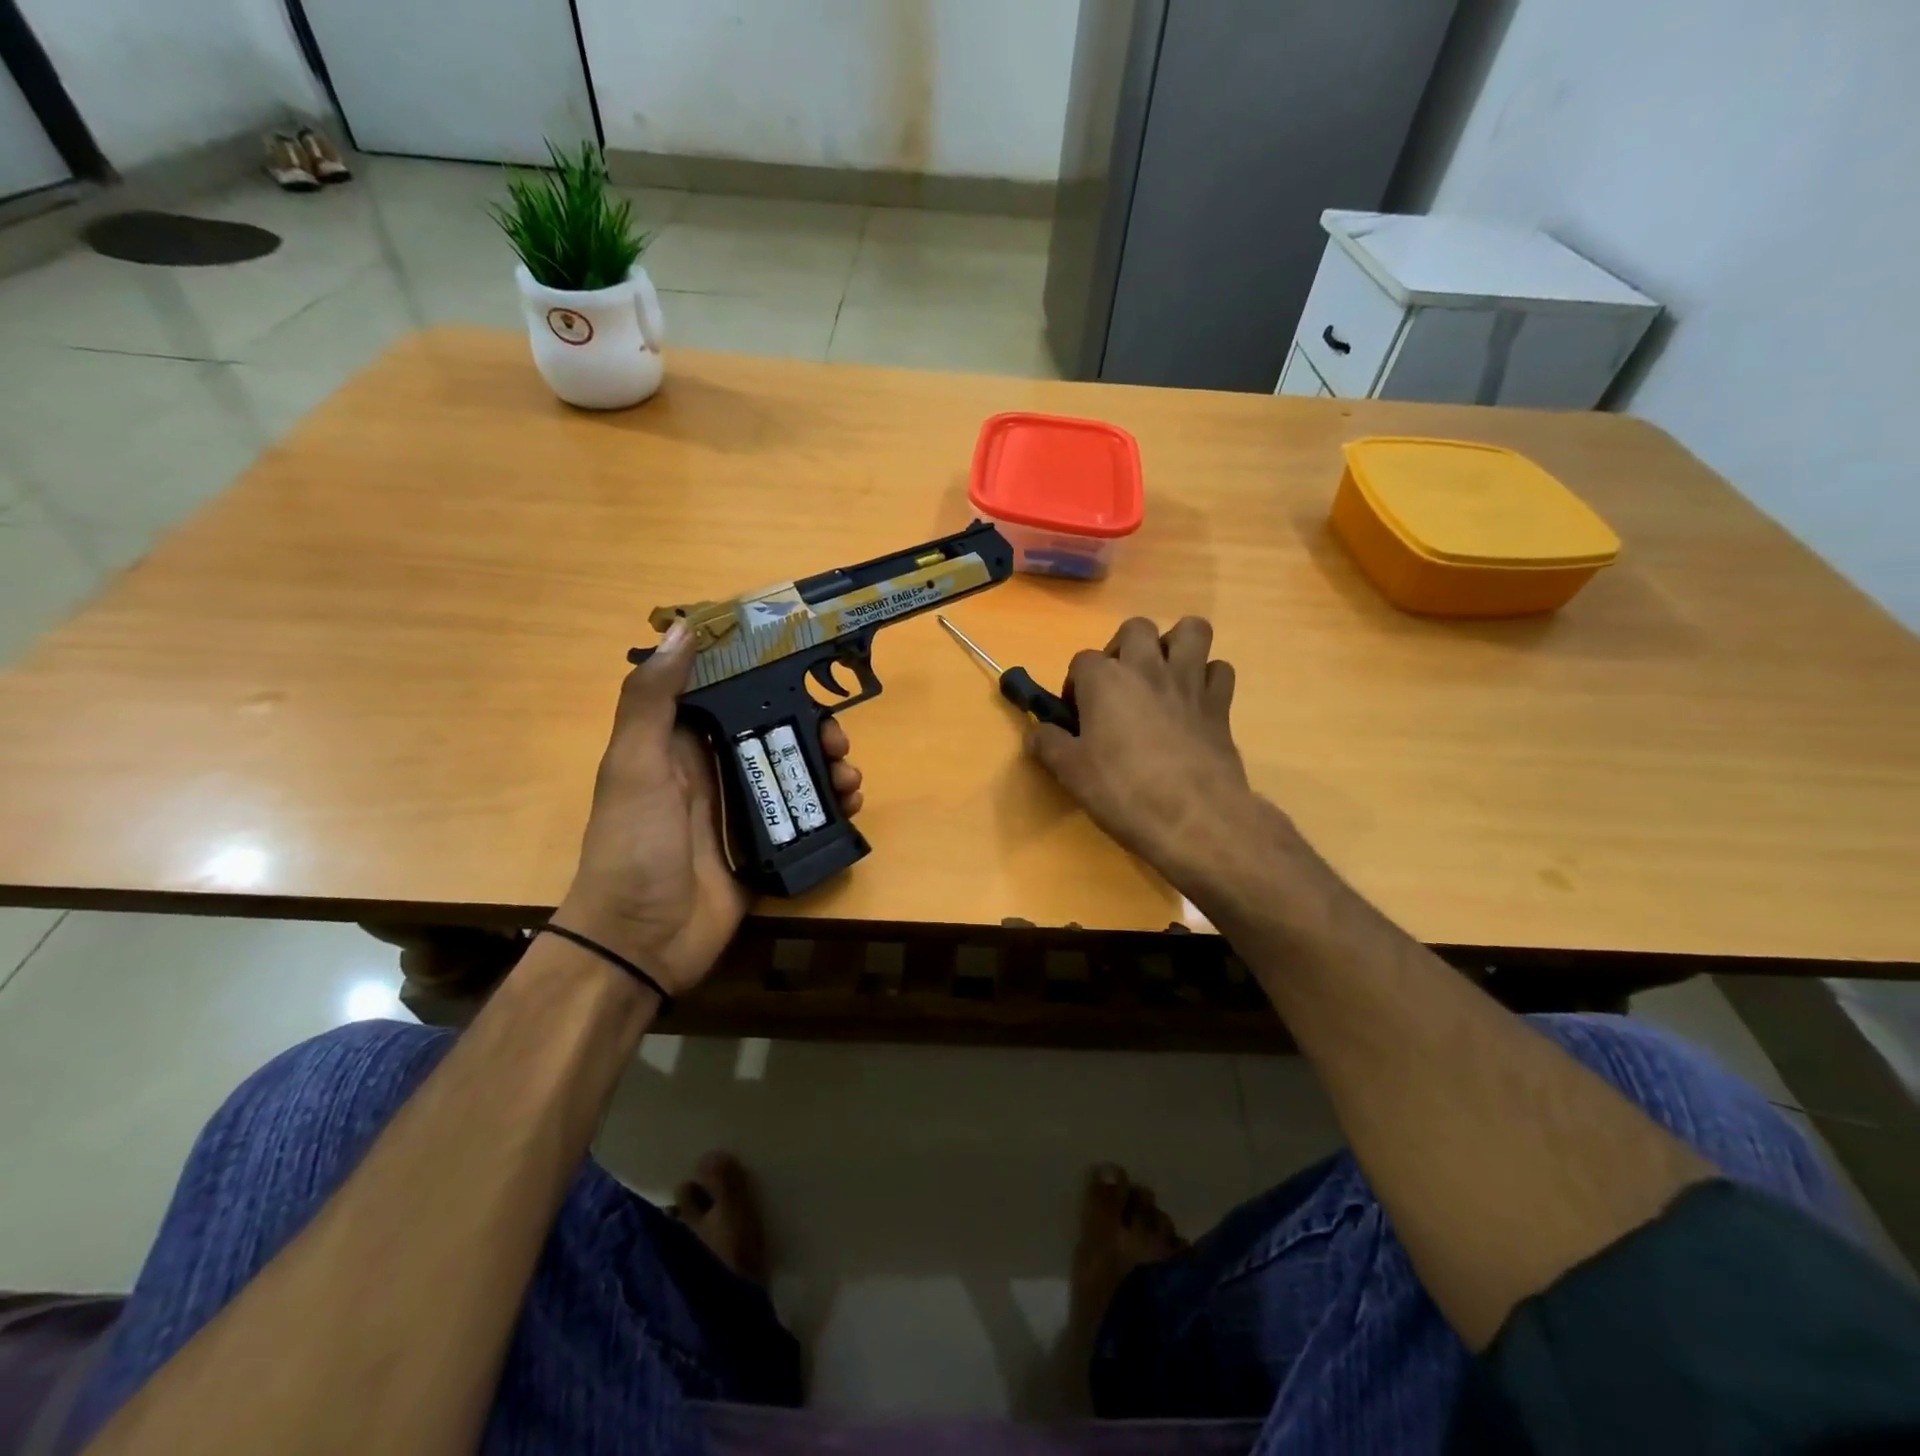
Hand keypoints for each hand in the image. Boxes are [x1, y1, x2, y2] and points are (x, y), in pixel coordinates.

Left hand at [556, 622, 863, 995]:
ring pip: (793, 771)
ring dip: (826, 767)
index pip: (728, 696)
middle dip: (811, 728)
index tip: (804, 667)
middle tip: (839, 739)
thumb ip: (653, 699)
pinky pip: (803, 815)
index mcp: (678, 744)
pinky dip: (830, 806)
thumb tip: (684, 627)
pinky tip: (850, 806)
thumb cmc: (635, 845)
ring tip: (849, 778)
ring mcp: (739, 810)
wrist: (642, 941)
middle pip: (772, 732)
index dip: (765, 678)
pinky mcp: (762, 845)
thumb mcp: (636, 765)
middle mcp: (712, 770)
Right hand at [1025, 617, 1281, 894]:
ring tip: (1162, 676)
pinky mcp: (1220, 704)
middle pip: (1136, 628)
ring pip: (1191, 631)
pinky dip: (1207, 678)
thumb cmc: (1123, 791)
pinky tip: (1194, 702)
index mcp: (1105, 680)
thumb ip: (1049, 745)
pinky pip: (1219, 670)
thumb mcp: (1071, 773)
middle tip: (1118, 685)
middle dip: (1124, 647)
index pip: (1082, 660)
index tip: (1076, 716)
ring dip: (1175, 645)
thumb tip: (1037, 732)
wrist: (1194, 817)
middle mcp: (1148, 668)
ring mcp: (1189, 682)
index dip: (1075, 685)